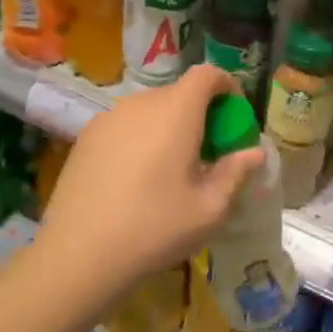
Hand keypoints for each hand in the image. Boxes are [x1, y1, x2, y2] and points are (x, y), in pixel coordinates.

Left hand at [32, 66, 263, 294]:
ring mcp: (108, 119)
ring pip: (151, 109)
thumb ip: (236, 172)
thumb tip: (255, 152)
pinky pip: (125, 125)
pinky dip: (142, 137)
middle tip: (209, 153)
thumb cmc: (154, 228)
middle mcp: (140, 104)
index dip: (227, 87)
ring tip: (172, 168)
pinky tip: (138, 179)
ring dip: (170, 126)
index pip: (207, 74)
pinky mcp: (85, 138)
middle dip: (201, 113)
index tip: (235, 117)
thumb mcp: (210, 208)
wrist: (77, 257)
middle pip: (179, 93)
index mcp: (176, 112)